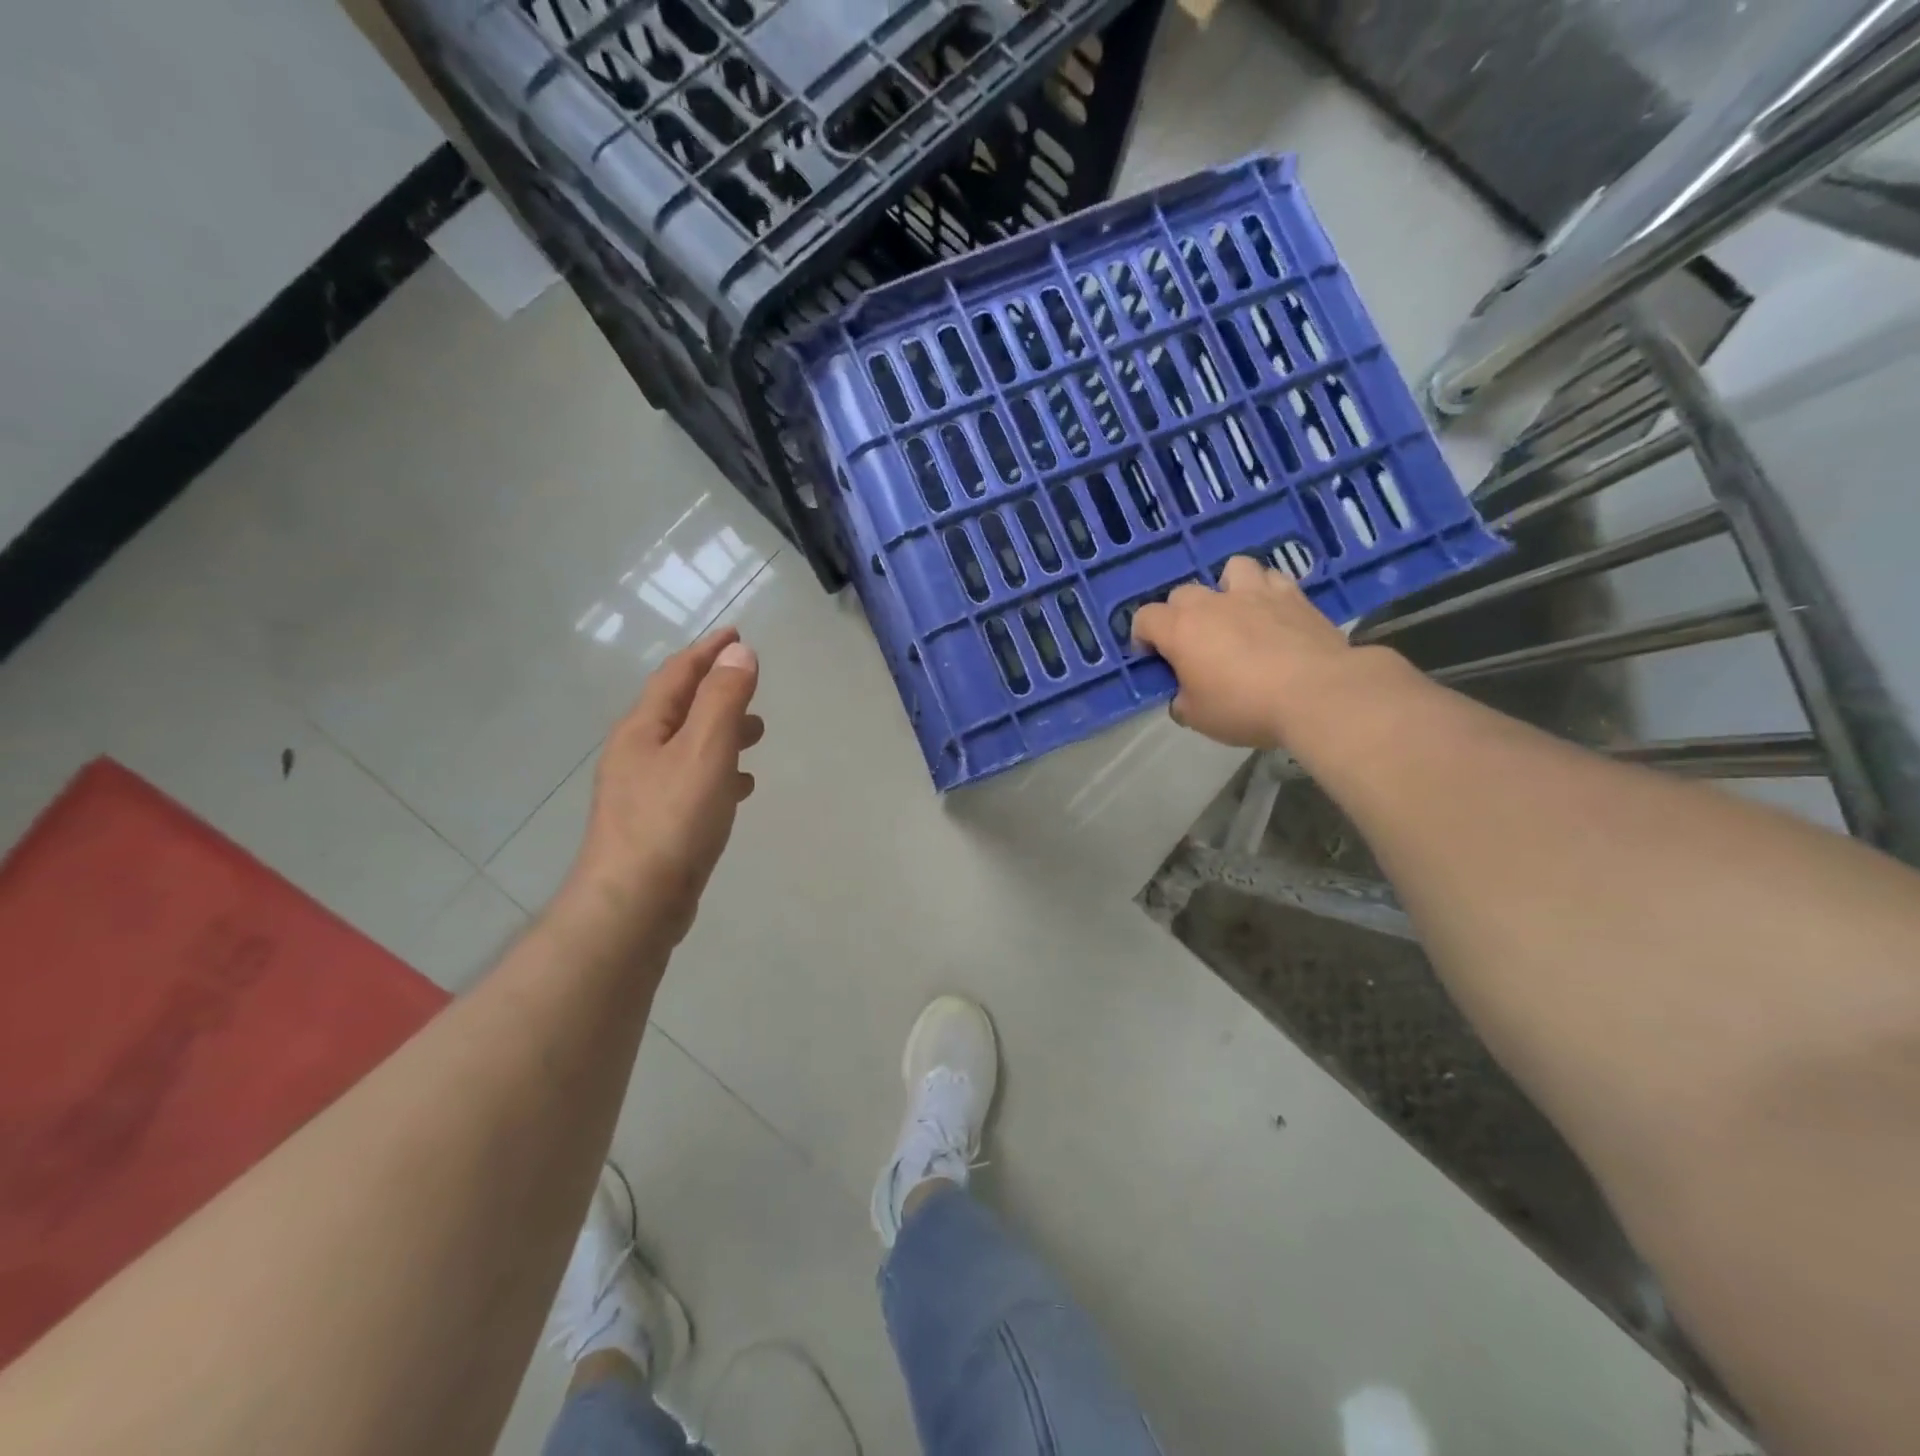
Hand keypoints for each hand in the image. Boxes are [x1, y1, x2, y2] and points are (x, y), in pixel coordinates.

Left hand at [561, 628, 763, 950]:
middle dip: (717, 692)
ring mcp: (642, 791)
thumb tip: (739, 652)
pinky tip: (740, 788)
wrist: (633, 905)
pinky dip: (718, 772)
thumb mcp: (705, 751)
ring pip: (688, 746)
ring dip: (721, 733)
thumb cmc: (671, 821)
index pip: (677, 675)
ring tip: (757, 735)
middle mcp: (636, 754)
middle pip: (679, 708)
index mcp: (643, 729)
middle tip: (753, 688)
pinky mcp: (654, 823)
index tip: (737, 633)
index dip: (708, 651)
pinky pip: (691, 781)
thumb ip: (723, 700)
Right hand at [1130, 555, 1360, 749]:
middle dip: (1181, 615)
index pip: (1144, 618)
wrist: (1317, 693)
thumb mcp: (1198, 718)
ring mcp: (1255, 593)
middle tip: (1195, 644)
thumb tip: (1183, 696)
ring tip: (1235, 614)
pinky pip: (1272, 579)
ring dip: (1227, 588)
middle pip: (1183, 593)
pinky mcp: (1293, 596)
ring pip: (1231, 569)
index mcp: (1181, 630)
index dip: (1143, 637)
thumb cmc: (1245, 707)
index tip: (1153, 658)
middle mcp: (1212, 603)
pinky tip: (1272, 613)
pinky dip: (1267, 591)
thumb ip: (1182, 701)